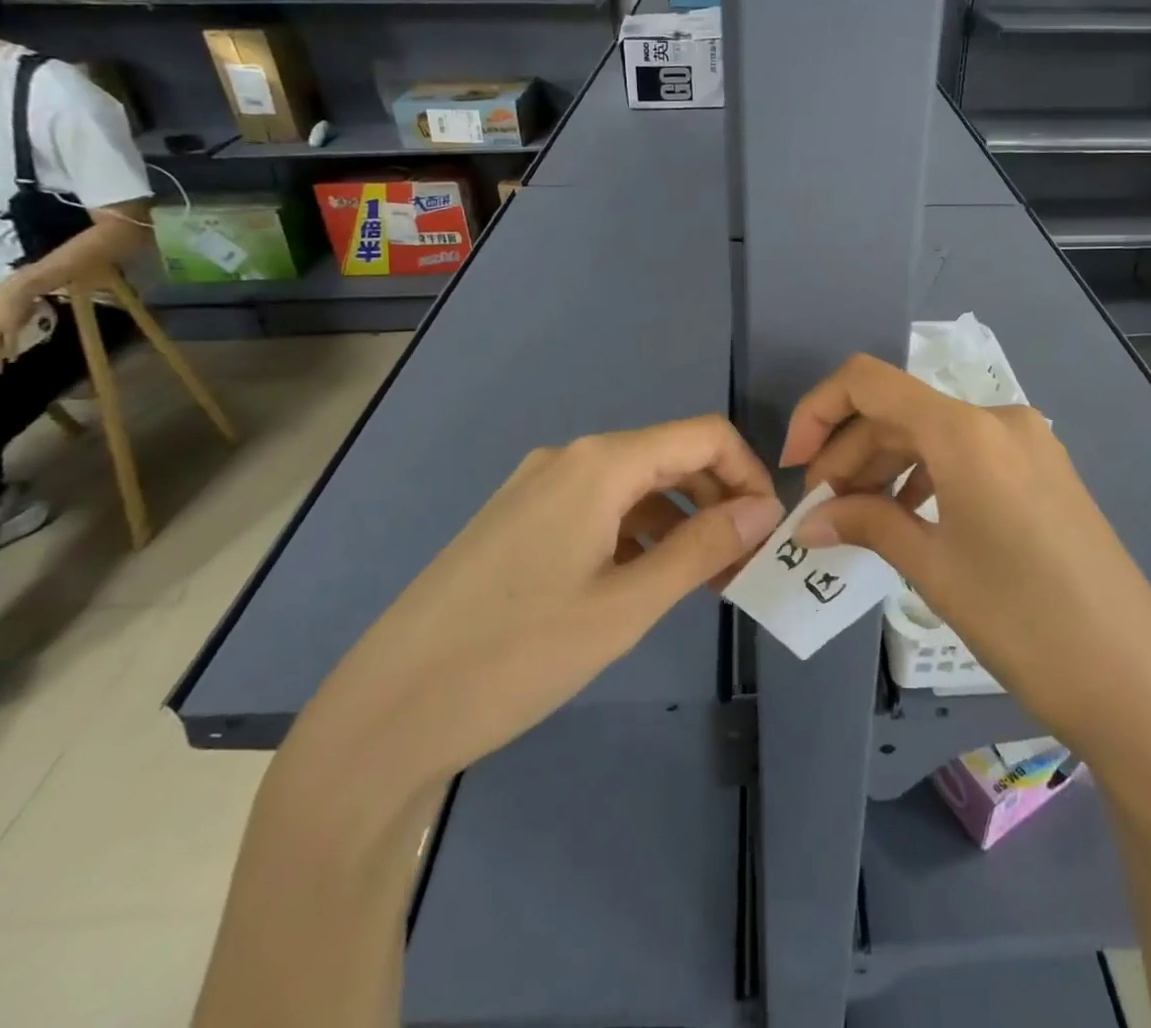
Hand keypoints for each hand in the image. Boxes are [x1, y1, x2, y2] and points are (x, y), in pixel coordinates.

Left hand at [304, 417, 783, 786]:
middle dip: (718, 502)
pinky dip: (638, 533)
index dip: (748, 474)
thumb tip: (765, 509)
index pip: (704, 437)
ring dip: (680, 521)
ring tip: (700, 583)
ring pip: (636, 485)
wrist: (383, 713)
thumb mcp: (626, 606)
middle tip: (740, 568)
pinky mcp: (518, 519)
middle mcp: (570, 458)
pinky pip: (599, 508)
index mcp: (600, 463)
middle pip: (671, 457)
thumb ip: (703, 548)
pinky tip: (642, 582)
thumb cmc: (515, 655)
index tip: (766, 532)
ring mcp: (538, 487)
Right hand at [781, 354, 1150, 769]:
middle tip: (821, 511)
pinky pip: (967, 455)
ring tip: (858, 518)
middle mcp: (998, 419)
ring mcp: (1028, 443)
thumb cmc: (1023, 622)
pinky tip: (909, 518)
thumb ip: (866, 525)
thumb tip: (810, 519)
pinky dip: (927, 476)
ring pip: (933, 434)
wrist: (1137, 682)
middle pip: (900, 412)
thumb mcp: (933, 569)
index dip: (819, 411)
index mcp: (966, 431)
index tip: (796, 466)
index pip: (869, 382)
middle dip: (850, 454)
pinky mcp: (1043, 470)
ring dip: (886, 466)